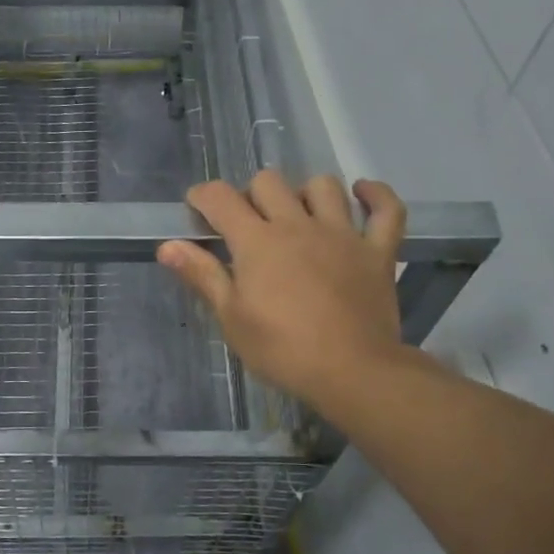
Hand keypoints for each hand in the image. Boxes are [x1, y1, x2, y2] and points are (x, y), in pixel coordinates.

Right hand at [158, 172, 433, 413]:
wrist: (352, 372)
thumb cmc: (282, 350)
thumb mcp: (232, 318)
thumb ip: (202, 275)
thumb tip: (167, 246)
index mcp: (257, 242)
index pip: (221, 198)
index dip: (203, 196)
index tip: (197, 209)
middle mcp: (298, 225)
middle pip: (269, 182)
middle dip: (251, 194)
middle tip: (248, 225)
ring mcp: (342, 234)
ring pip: (323, 186)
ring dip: (305, 193)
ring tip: (298, 215)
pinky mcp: (377, 251)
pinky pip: (387, 210)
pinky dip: (376, 196)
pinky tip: (361, 193)